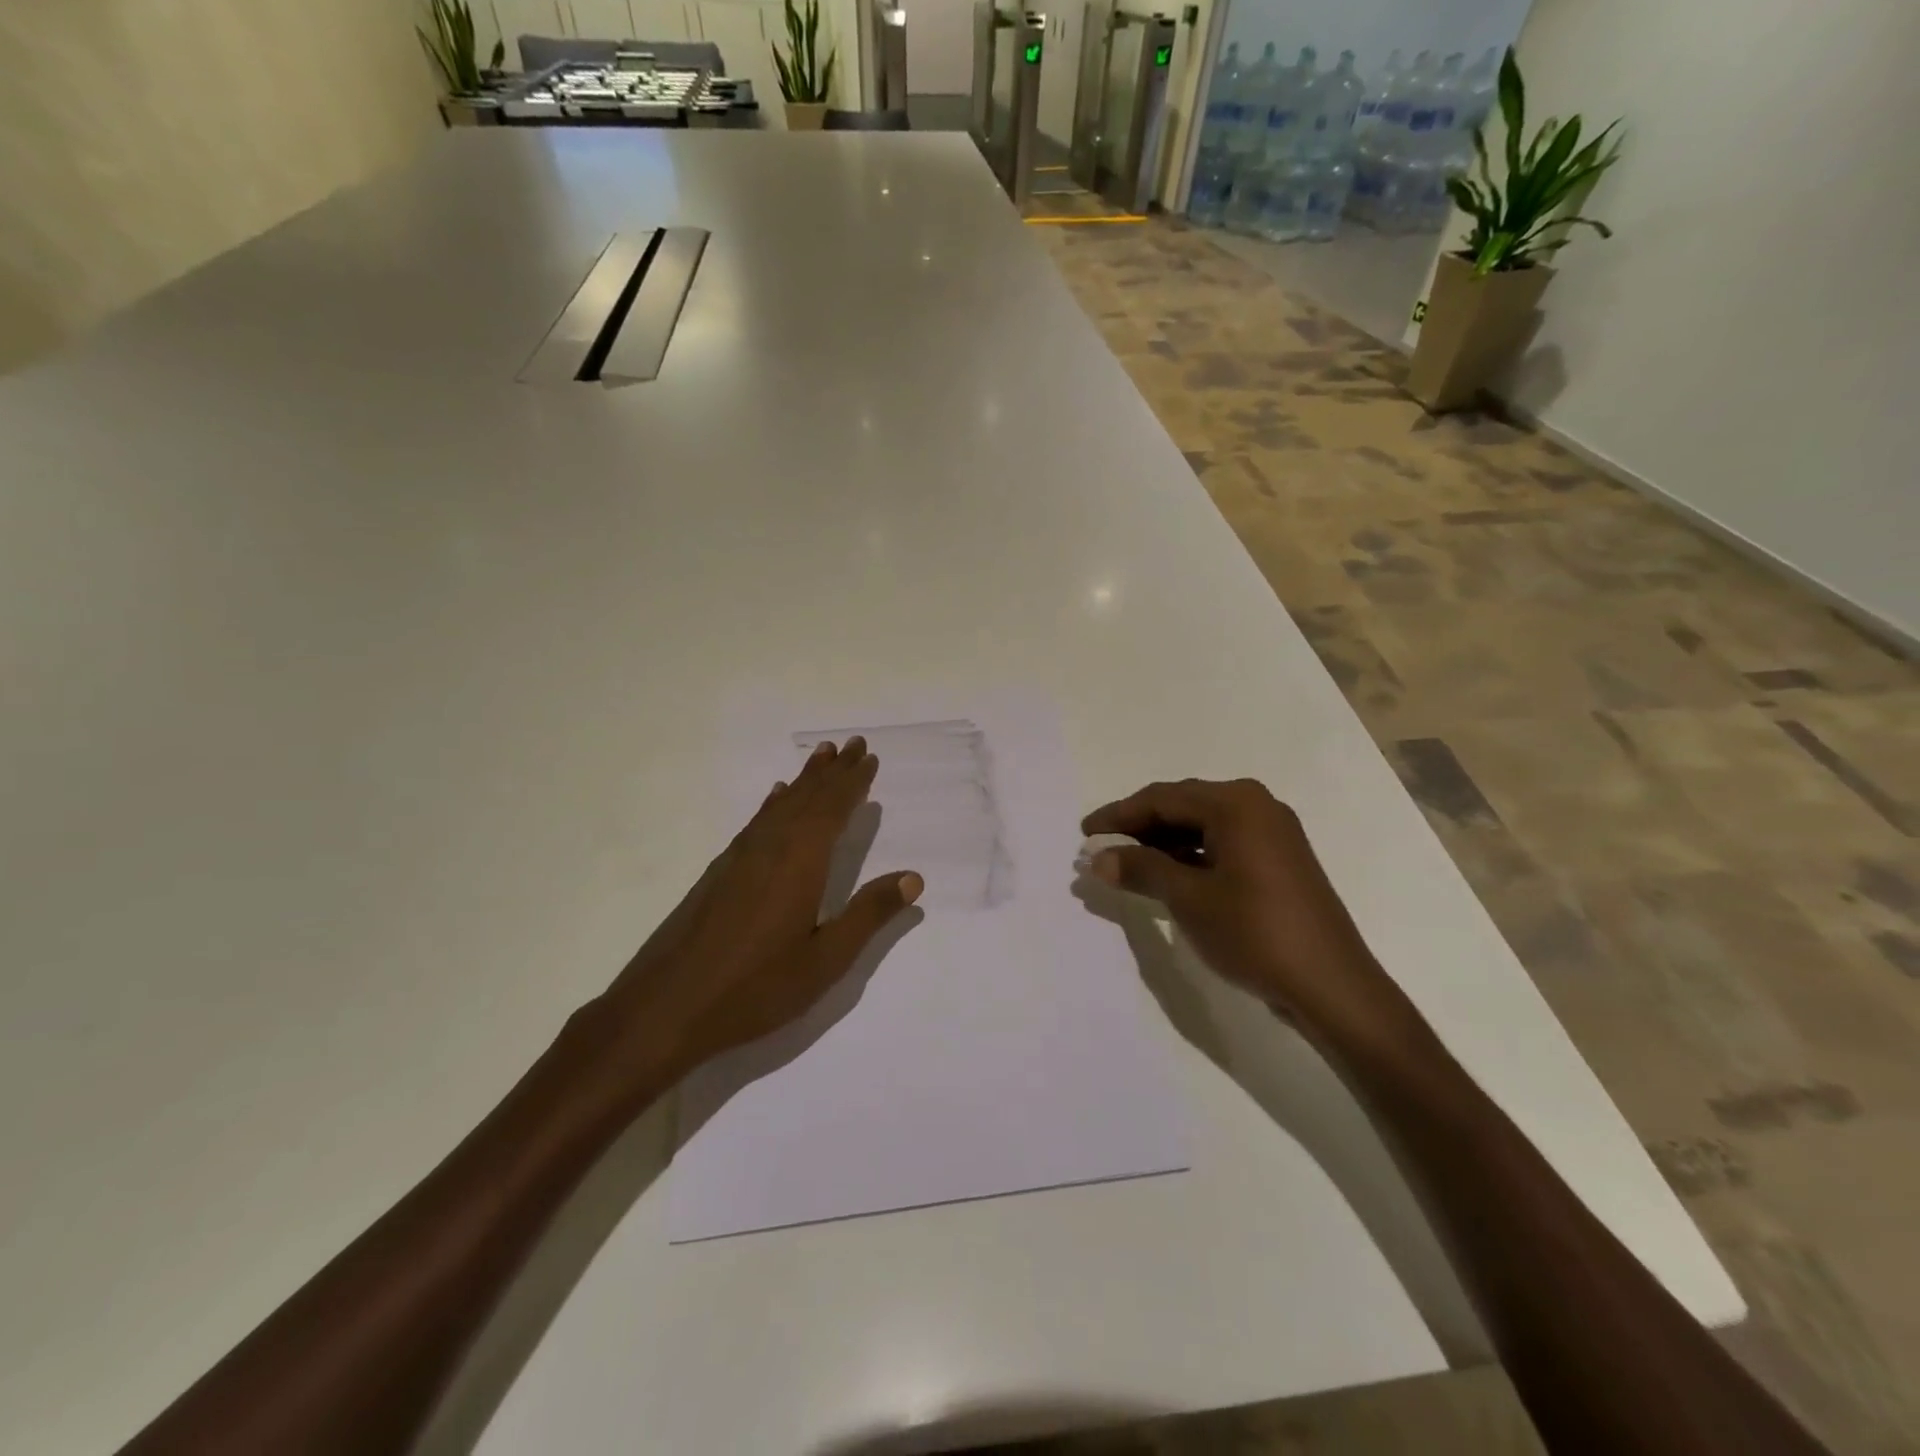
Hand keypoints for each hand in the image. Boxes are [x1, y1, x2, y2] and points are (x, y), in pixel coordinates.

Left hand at [591, 737, 922, 1094]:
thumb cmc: (755, 988)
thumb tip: (913, 877)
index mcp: (800, 861)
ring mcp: (739, 857)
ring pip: (780, 805)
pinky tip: (774, 800)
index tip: (868, 757)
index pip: (833, 808)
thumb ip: (869, 915)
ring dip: (804, 780)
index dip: (853, 782)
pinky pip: (757, 822)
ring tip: (820, 757)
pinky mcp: (718, 872)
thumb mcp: (825, 960)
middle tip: (852, 743)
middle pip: (807, 797)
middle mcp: (770, 846)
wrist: (666, 1008)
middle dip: (832, 771)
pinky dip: (773, 804)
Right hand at [1082, 778, 1415, 1051]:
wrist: (1330, 986)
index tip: (1085, 834)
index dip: (1118, 816)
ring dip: (1162, 845)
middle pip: (1182, 807)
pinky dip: (1189, 858)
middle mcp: (1256, 806)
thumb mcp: (1188, 898)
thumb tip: (1099, 858)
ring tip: (1126, 867)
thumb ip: (1141, 869)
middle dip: (1138, 829)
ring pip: (1201, 827)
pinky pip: (1221, 845)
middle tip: (1101, 850)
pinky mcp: (1278, 861)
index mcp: (1236, 803)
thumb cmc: (1254, 932)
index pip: (1162, 798)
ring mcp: (1271, 833)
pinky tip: (1166, 878)